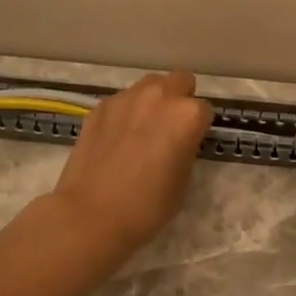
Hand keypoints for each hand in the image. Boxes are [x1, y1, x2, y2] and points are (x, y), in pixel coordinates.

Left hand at [51, 72, 213, 253]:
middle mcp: (159, 96)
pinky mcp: (100, 107)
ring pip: (150, 85)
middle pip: (180, 81)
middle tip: (170, 128)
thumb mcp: (183, 180)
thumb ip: (186, 148)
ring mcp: (126, 98)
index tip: (190, 143)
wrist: (90, 214)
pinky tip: (117, 138)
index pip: (204, 110)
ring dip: (153, 101)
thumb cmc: (147, 205)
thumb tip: (179, 140)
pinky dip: (126, 112)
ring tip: (143, 130)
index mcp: (187, 115)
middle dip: (180, 99)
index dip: (199, 127)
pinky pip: (123, 100)